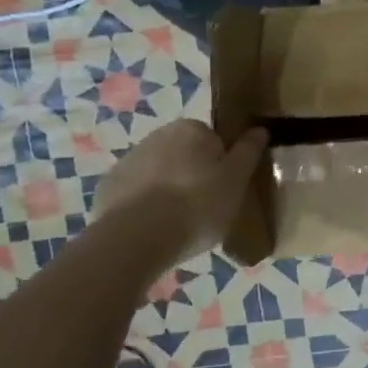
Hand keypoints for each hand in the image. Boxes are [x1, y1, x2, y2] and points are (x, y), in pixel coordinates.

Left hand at [94, 119, 268, 258]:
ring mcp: (128, 161)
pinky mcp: (108, 187)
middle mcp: (157, 135)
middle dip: (194, 175)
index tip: (225, 188)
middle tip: (205, 207)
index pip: (214, 140)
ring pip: (159, 173)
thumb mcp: (237, 180)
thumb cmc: (198, 204)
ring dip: (169, 189)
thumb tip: (259, 128)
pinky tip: (154, 228)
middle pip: (185, 155)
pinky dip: (145, 205)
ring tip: (179, 223)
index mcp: (191, 129)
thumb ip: (249, 151)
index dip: (222, 164)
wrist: (138, 238)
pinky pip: (136, 193)